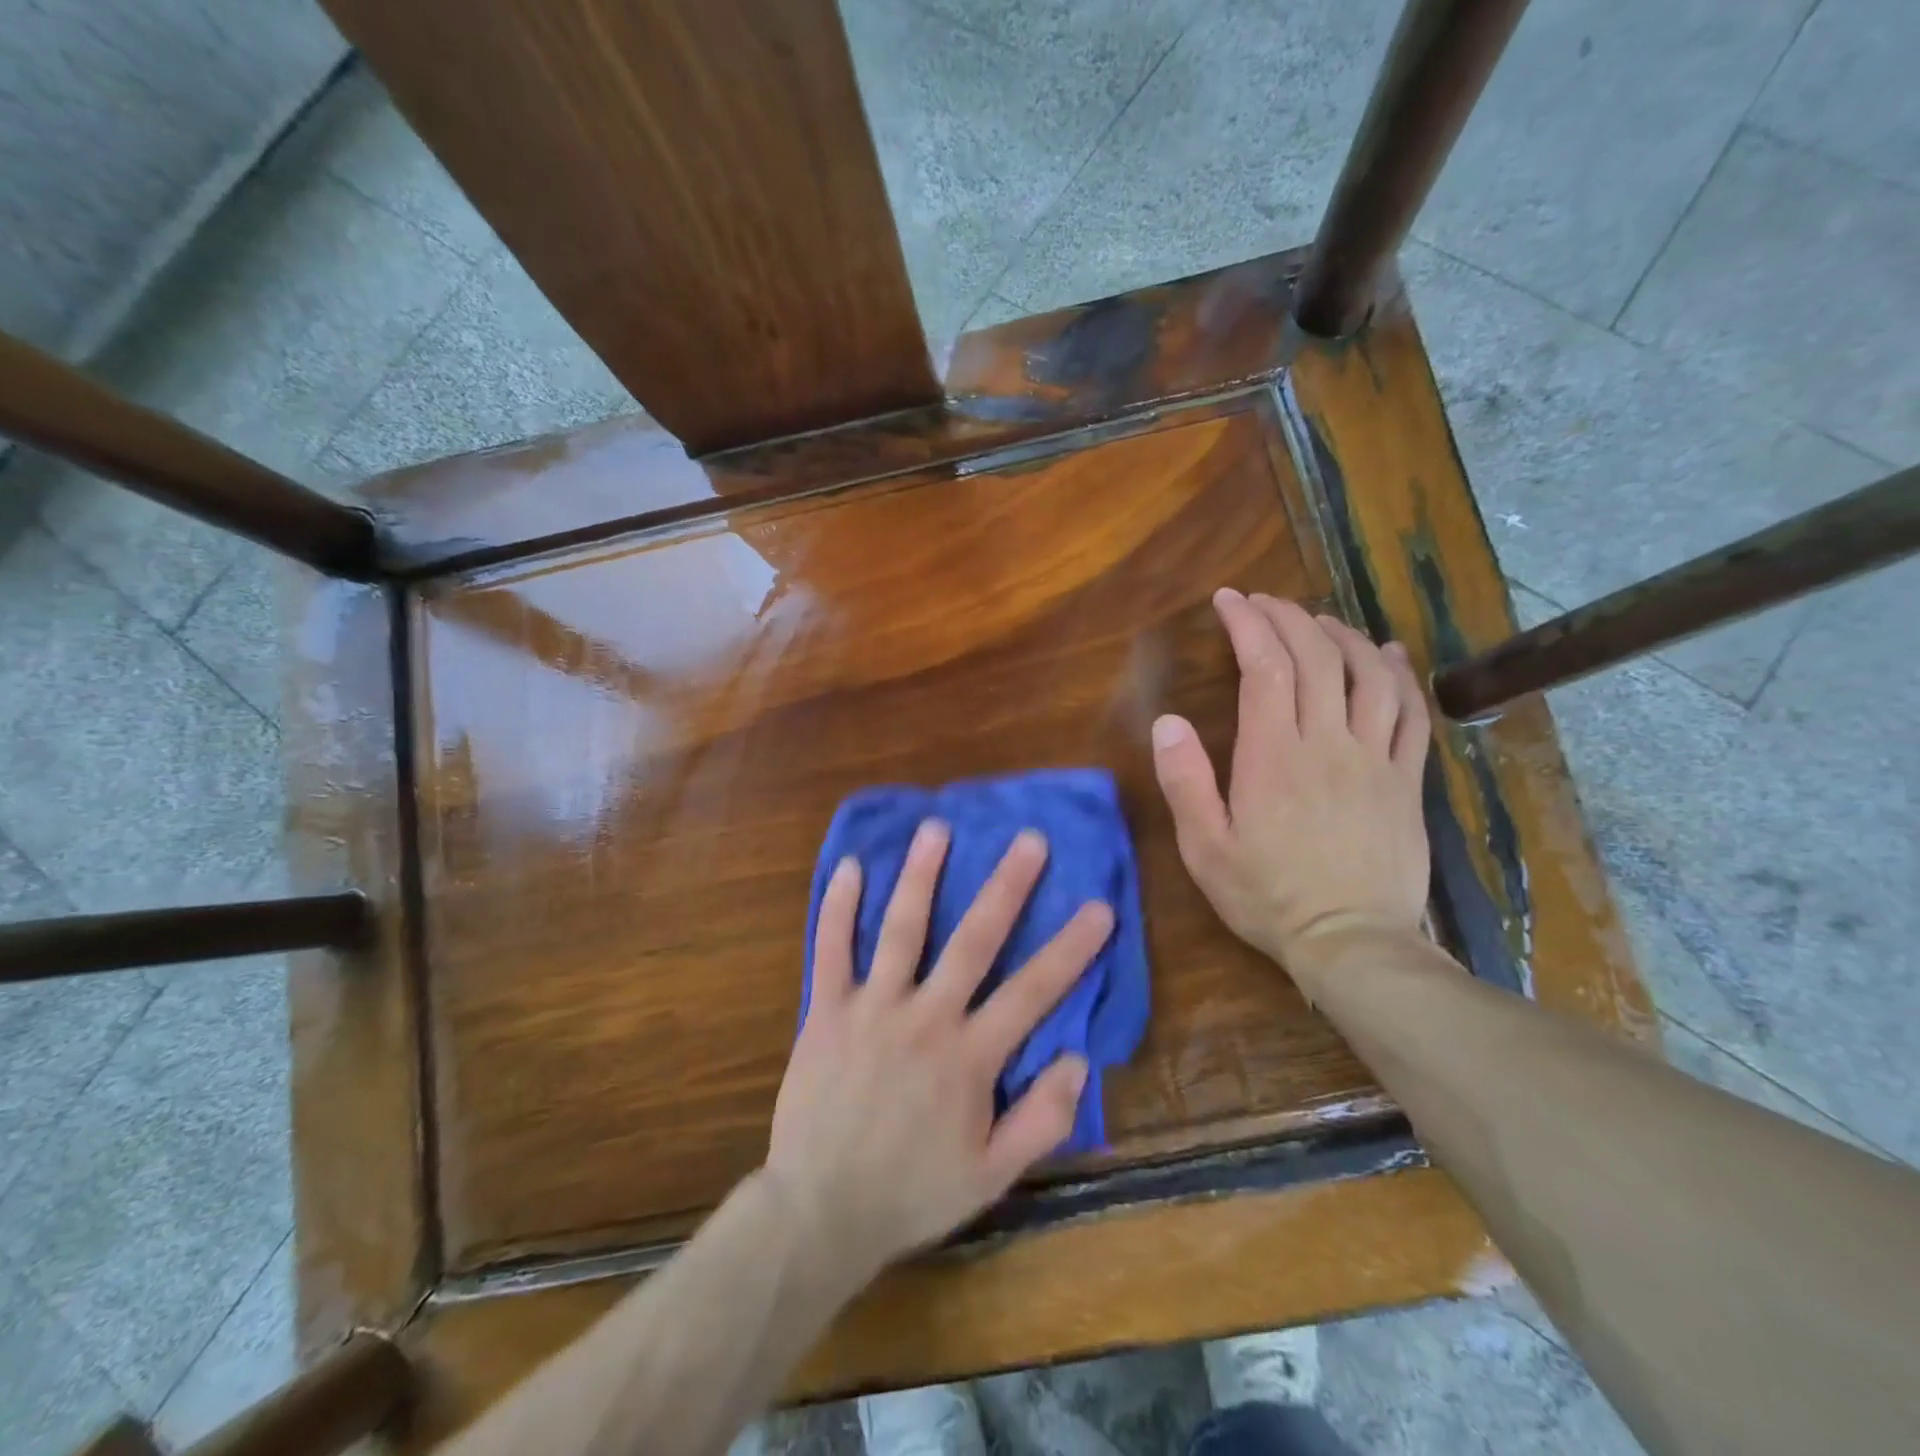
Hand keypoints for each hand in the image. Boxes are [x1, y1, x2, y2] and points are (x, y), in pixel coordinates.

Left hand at [764, 822, 1114, 1282]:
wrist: (820, 1211)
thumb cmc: (911, 1193)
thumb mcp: (992, 1175)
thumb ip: (1042, 1120)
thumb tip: (1080, 1060)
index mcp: (970, 1057)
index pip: (1032, 992)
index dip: (1070, 948)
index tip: (1100, 906)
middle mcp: (926, 1017)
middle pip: (973, 941)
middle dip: (1006, 887)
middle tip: (1029, 839)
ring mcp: (873, 1007)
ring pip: (902, 929)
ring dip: (921, 875)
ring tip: (937, 828)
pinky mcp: (828, 1010)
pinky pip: (832, 949)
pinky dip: (839, 907)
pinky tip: (850, 866)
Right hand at [1150, 589, 1430, 985]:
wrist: (1351, 943)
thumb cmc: (1267, 896)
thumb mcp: (1205, 848)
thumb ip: (1185, 782)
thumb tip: (1168, 722)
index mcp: (1274, 756)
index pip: (1264, 667)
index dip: (1248, 624)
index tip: (1229, 600)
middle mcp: (1328, 743)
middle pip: (1316, 658)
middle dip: (1287, 618)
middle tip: (1263, 602)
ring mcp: (1375, 758)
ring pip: (1368, 674)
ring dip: (1342, 636)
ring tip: (1317, 620)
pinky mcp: (1406, 780)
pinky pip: (1411, 713)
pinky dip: (1399, 674)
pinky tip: (1387, 654)